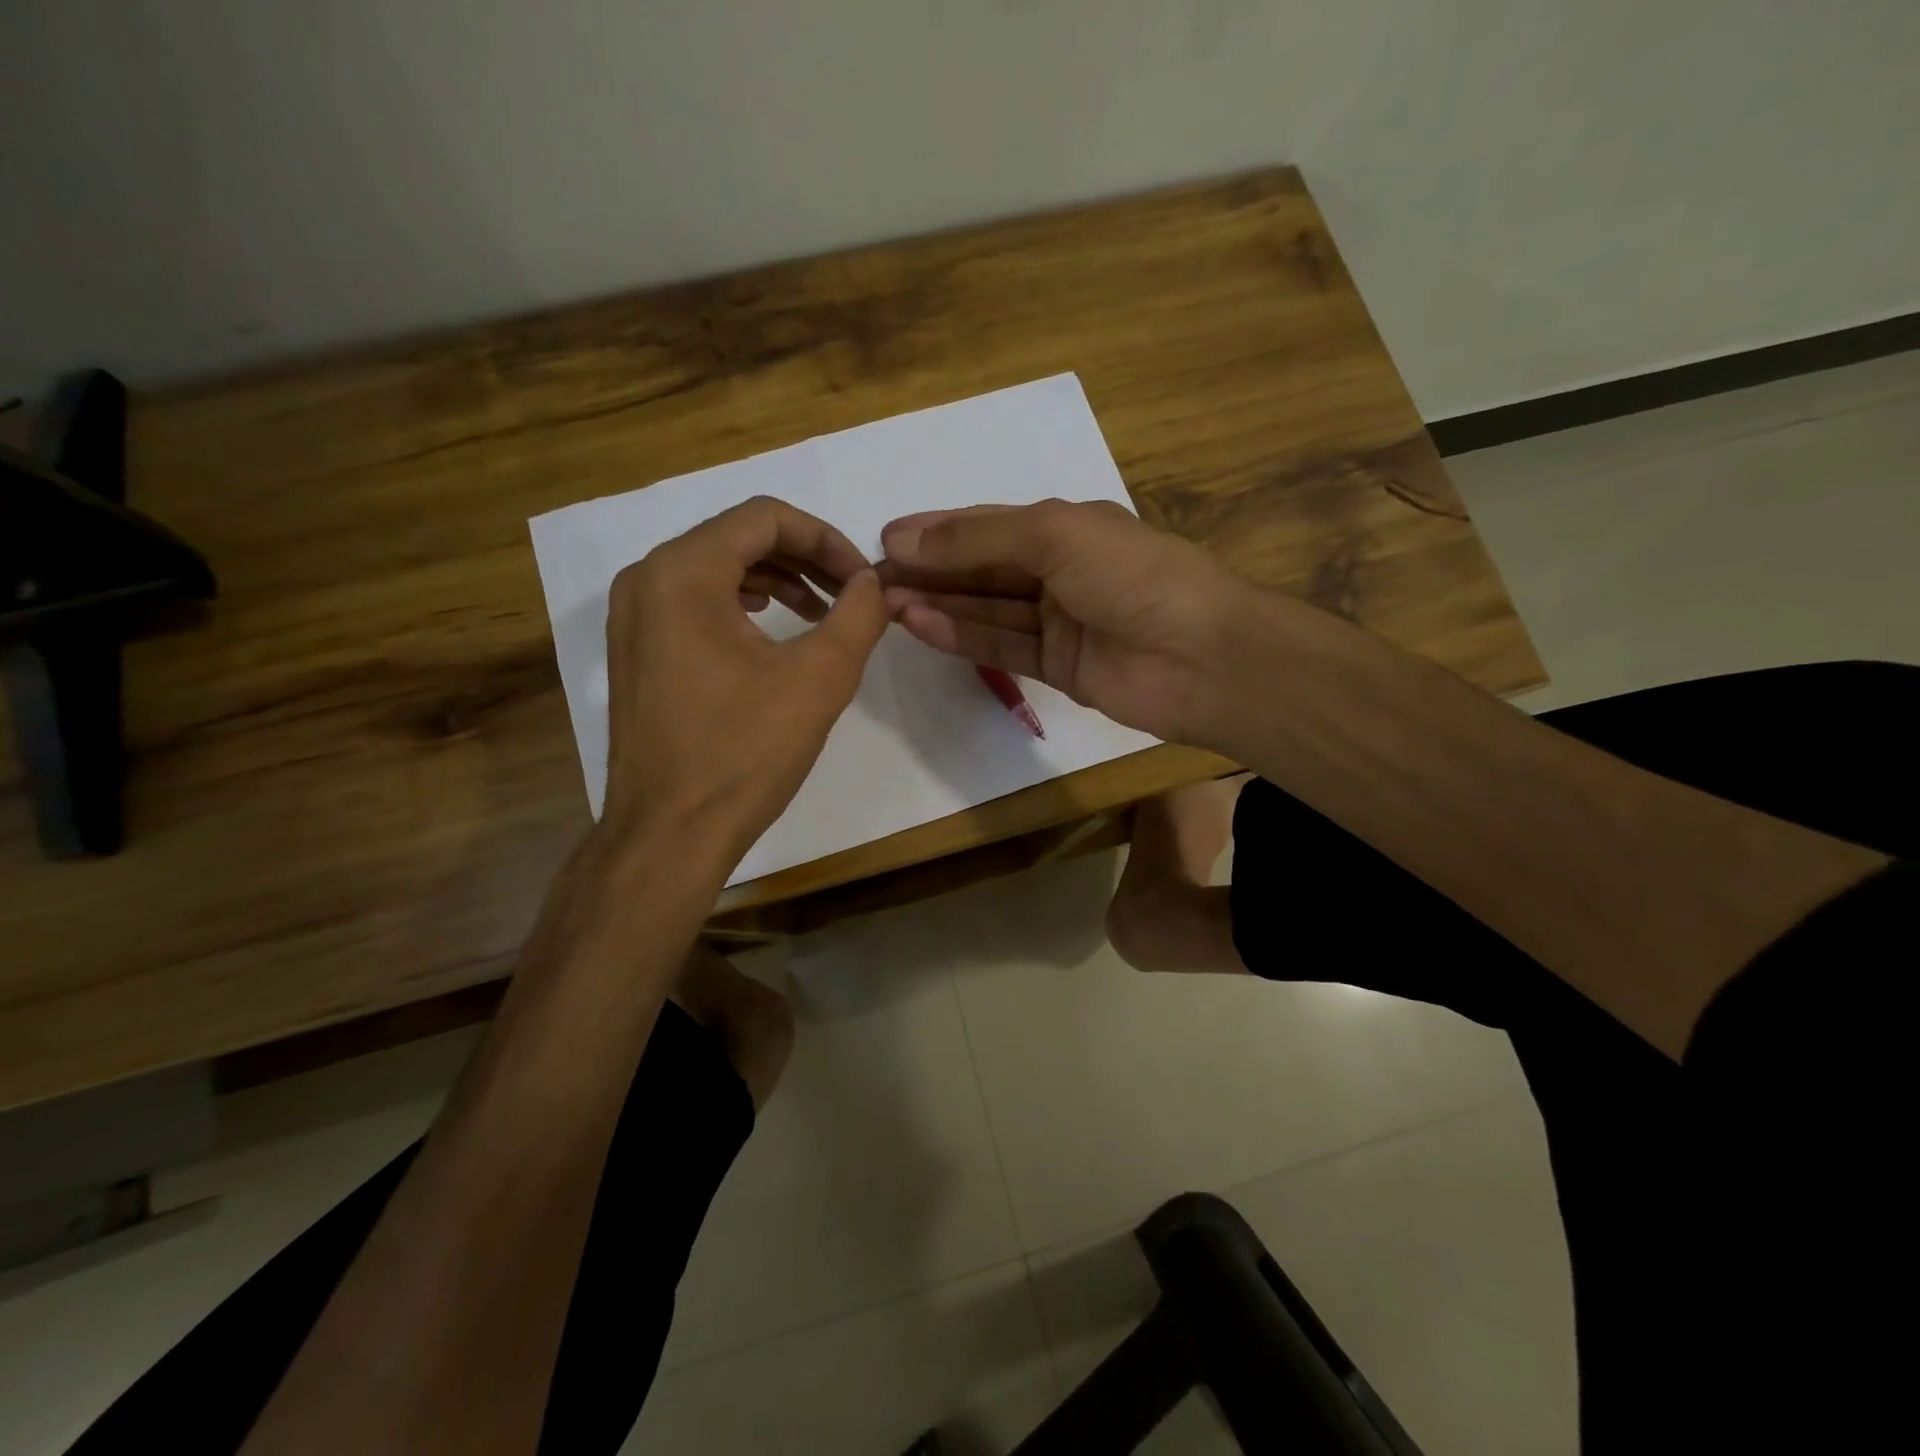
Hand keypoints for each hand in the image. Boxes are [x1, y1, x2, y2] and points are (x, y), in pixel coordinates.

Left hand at [600, 496, 887, 869]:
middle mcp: (646, 579)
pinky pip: (694, 601)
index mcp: (682, 572)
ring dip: (776, 579)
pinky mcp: (636, 650)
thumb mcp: (818, 679)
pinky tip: (771, 629)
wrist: (669, 833)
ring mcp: (633, 616)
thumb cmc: (742, 753)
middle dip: (804, 557)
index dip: (826, 538)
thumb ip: (857, 616)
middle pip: (738, 537)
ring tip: (820, 611)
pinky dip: (742, 603)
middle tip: (850, 593)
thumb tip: (874, 583)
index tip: (863, 579)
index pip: (765, 518)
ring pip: (716, 567)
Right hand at [878, 500, 1265, 748]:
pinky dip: (963, 636)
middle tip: (873, 579)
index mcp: (1066, 527)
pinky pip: (1002, 646)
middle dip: (929, 571)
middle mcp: (1059, 570)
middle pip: (981, 569)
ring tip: (887, 603)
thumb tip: (900, 538)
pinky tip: (921, 626)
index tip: (883, 540)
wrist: (1203, 658)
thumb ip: (977, 541)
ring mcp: (1059, 621)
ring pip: (986, 609)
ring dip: (938, 604)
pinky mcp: (1059, 667)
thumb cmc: (1133, 576)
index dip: (936, 531)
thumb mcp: (1053, 537)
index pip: (986, 526)